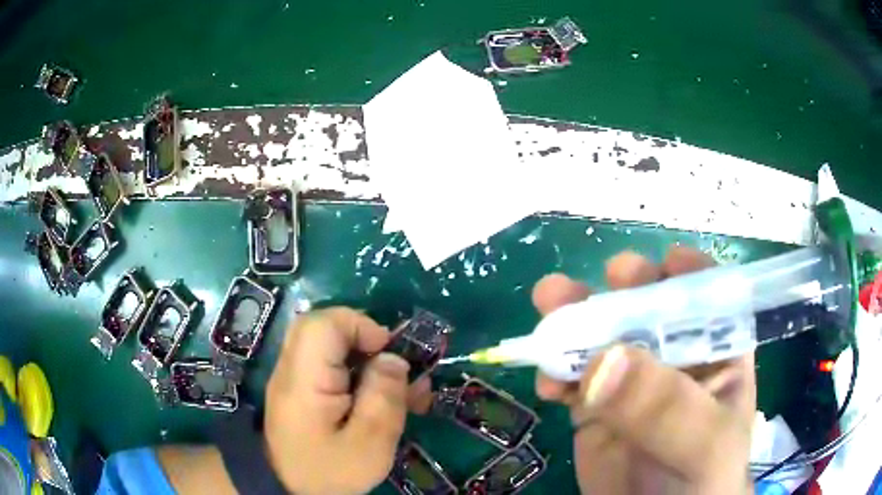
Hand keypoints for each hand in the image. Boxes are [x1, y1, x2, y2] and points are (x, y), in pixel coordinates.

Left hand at [264, 307, 432, 493]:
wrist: (290, 490)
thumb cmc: (330, 472)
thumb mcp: (369, 445)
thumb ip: (384, 398)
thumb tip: (394, 358)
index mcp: (304, 380)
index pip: (323, 324)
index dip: (360, 325)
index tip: (389, 353)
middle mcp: (293, 369)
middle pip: (323, 327)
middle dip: (364, 339)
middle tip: (392, 366)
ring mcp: (294, 378)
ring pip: (328, 345)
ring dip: (364, 357)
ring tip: (396, 388)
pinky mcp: (301, 390)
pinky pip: (328, 365)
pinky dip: (356, 372)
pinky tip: (379, 397)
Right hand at [532, 247, 755, 493]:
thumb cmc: (701, 479)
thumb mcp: (701, 444)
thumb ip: (665, 405)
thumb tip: (604, 360)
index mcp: (717, 351)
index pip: (709, 296)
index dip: (688, 273)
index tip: (661, 264)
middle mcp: (675, 356)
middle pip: (649, 306)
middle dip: (622, 289)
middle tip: (600, 280)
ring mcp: (632, 381)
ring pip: (603, 336)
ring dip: (574, 320)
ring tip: (549, 306)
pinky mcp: (596, 406)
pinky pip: (573, 377)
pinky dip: (555, 371)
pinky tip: (546, 383)